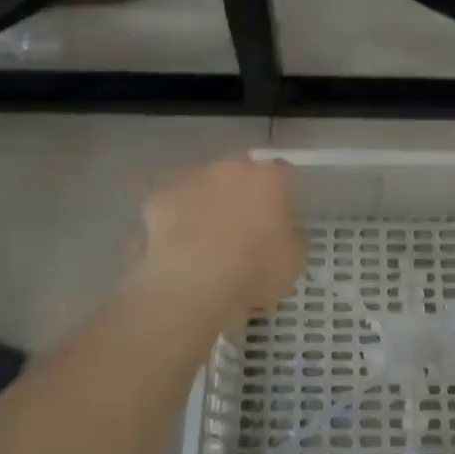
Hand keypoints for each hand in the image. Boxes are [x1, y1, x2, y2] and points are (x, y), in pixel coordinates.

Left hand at [131, 157, 304, 316]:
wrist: (192, 286)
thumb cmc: (252, 271)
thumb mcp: (293, 263)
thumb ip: (292, 238)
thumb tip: (285, 234)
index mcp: (269, 177)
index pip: (284, 173)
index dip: (283, 194)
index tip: (282, 217)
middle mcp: (232, 167)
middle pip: (241, 173)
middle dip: (243, 193)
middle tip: (243, 227)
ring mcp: (193, 178)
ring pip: (206, 185)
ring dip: (209, 203)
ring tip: (207, 240)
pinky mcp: (161, 197)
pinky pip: (174, 205)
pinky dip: (177, 220)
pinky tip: (178, 247)